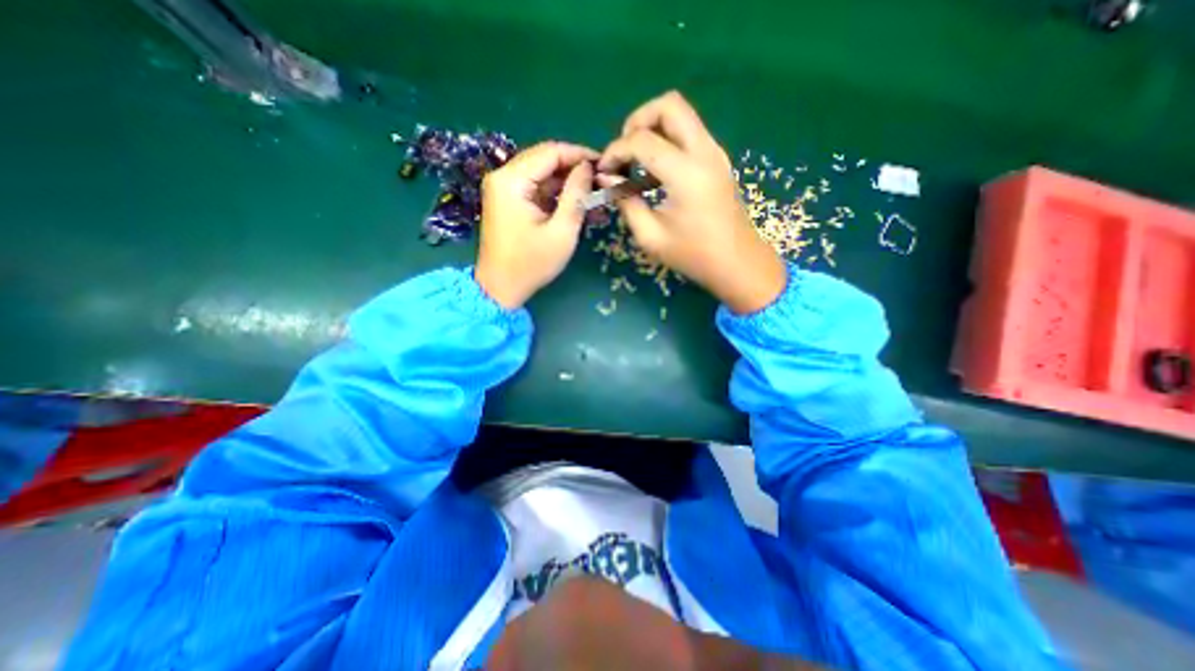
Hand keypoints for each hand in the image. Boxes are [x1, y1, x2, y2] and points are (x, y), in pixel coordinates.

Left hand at [477, 142, 598, 307]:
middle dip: (573, 167)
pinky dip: (554, 193)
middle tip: (600, 179)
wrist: (501, 288)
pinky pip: (534, 187)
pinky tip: (574, 202)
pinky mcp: (506, 200)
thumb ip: (576, 195)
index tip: (604, 164)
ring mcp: (502, 188)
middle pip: (544, 159)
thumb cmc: (532, 264)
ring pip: (541, 173)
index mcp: (511, 180)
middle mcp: (502, 176)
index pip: (550, 152)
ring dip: (566, 181)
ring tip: (592, 193)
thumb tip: (588, 167)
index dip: (579, 154)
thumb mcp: (561, 232)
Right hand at [594, 93, 786, 315]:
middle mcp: (704, 152)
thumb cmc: (693, 255)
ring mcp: (715, 153)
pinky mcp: (717, 160)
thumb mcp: (651, 236)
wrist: (737, 263)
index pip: (642, 140)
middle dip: (638, 121)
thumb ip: (626, 203)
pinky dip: (667, 142)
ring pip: (681, 115)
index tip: (604, 171)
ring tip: (636, 164)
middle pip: (669, 105)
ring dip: (653, 130)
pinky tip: (655, 174)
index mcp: (686, 173)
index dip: (616, 151)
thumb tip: (607, 179)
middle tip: (624, 152)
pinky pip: (689, 134)